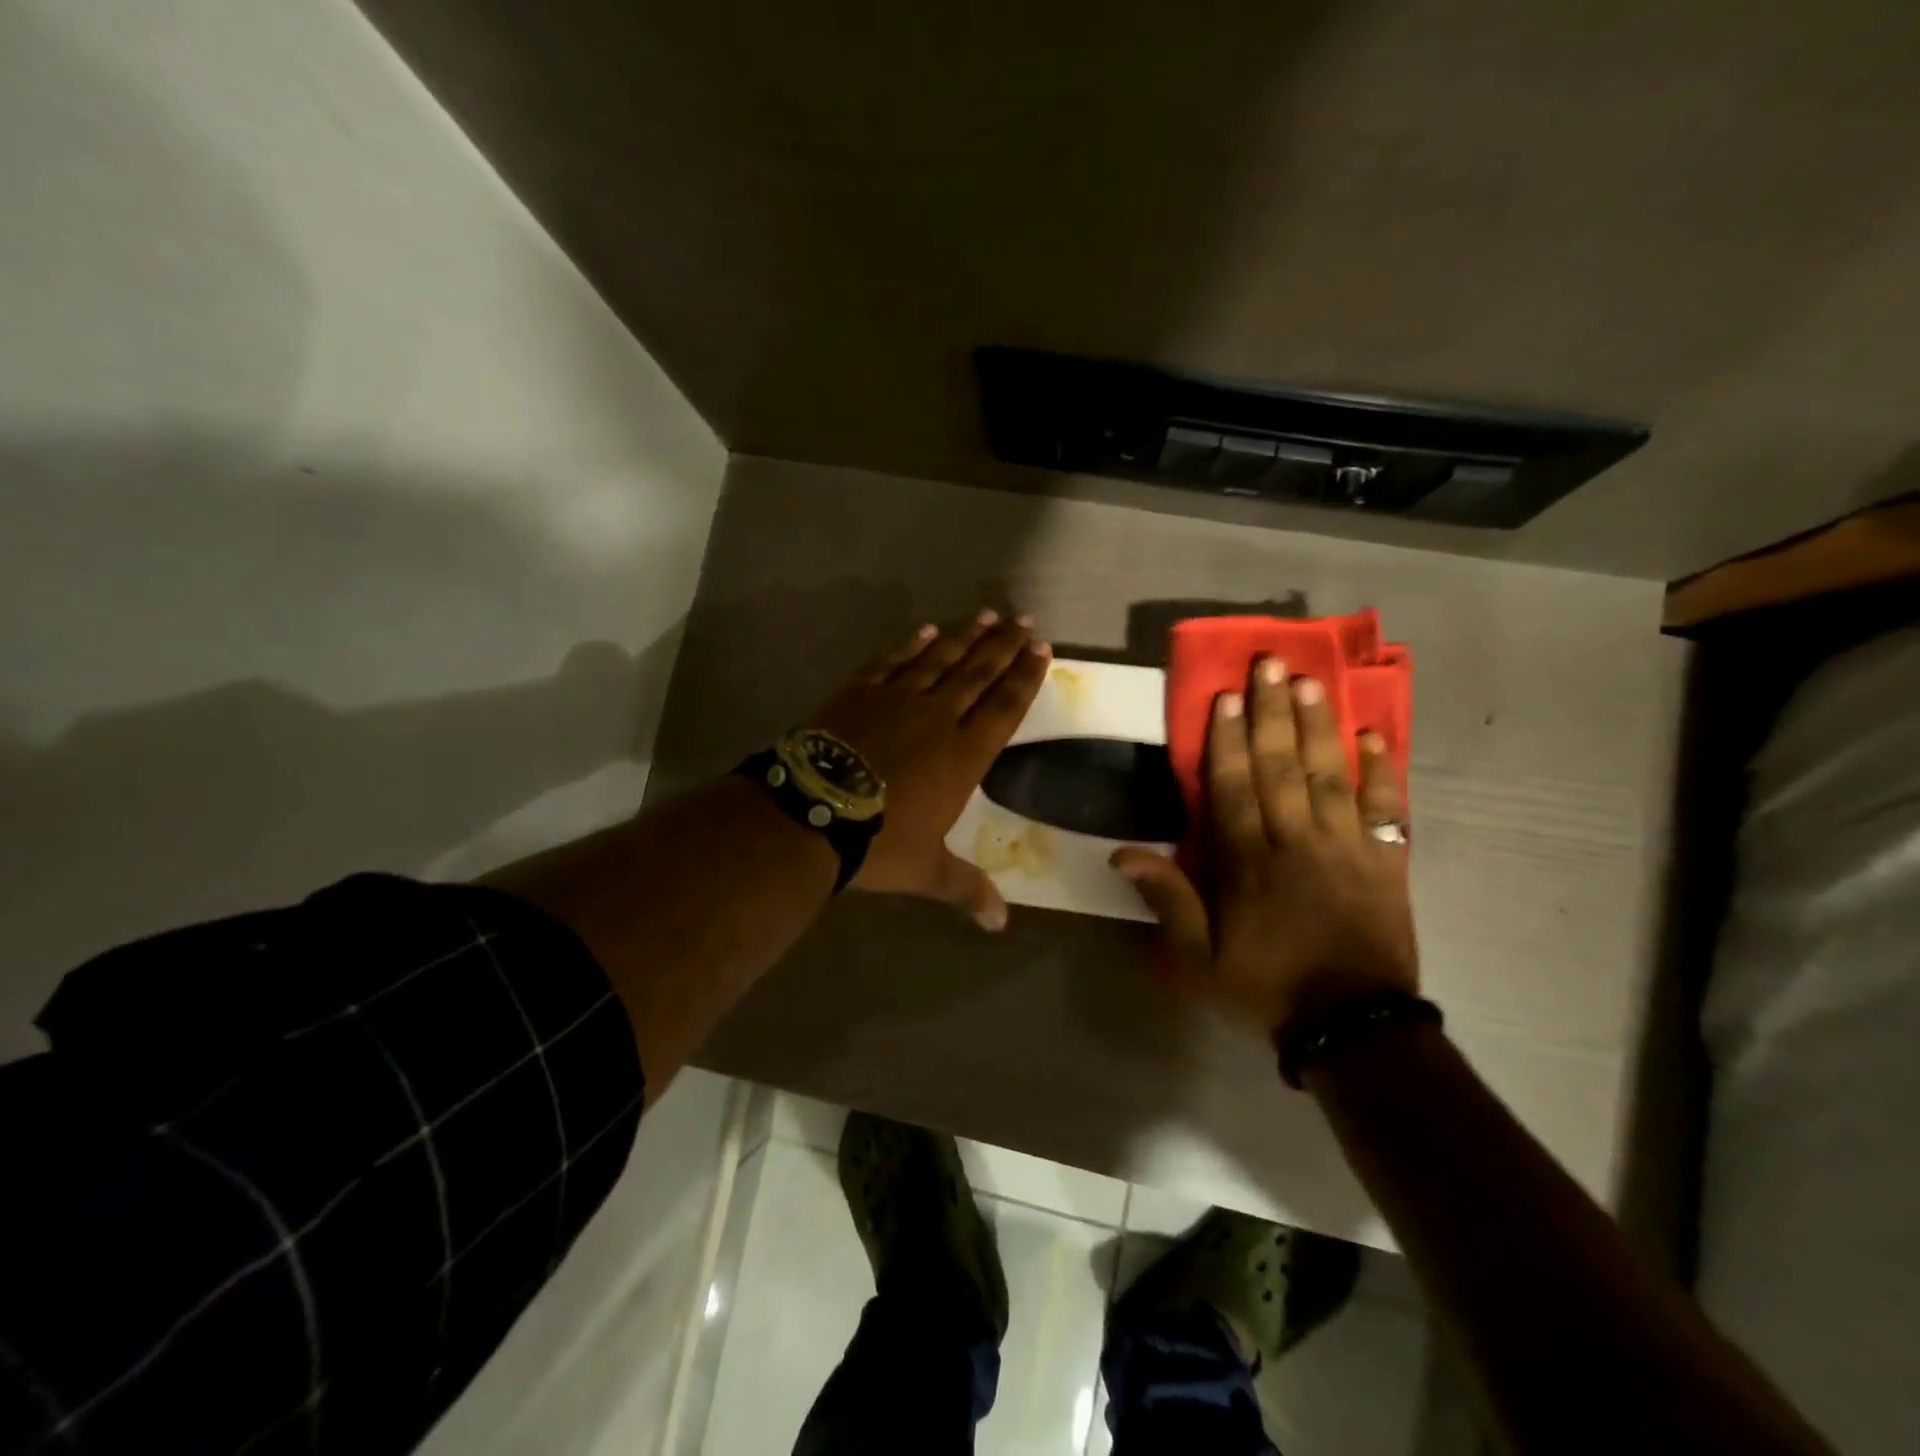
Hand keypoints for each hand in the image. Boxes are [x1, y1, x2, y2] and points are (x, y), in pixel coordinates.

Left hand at [811, 610, 1050, 928]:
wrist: (812, 811)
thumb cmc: (878, 842)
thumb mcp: (926, 870)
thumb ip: (966, 889)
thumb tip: (1001, 925)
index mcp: (963, 755)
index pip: (1005, 708)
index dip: (1026, 677)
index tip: (1042, 649)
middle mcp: (939, 718)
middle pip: (979, 674)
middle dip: (1005, 647)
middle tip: (1025, 621)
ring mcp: (898, 699)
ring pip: (941, 659)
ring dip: (966, 637)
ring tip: (989, 616)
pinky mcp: (861, 691)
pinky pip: (894, 661)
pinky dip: (912, 645)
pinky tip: (927, 631)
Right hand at [1112, 657, 1417, 1039]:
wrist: (1354, 1027)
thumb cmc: (1267, 986)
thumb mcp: (1199, 958)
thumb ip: (1167, 900)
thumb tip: (1120, 854)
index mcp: (1249, 863)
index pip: (1234, 788)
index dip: (1228, 740)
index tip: (1226, 697)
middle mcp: (1297, 842)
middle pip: (1282, 767)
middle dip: (1273, 713)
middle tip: (1270, 665)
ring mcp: (1348, 848)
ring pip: (1330, 776)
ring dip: (1320, 727)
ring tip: (1313, 682)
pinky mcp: (1387, 862)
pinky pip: (1387, 809)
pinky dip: (1382, 772)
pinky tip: (1374, 737)